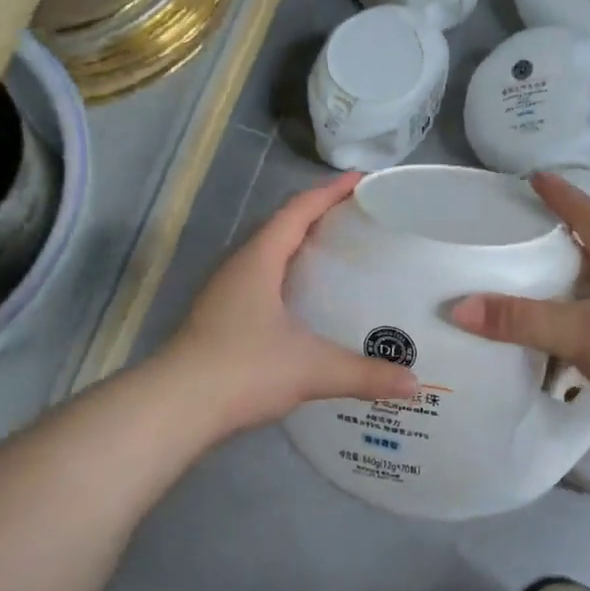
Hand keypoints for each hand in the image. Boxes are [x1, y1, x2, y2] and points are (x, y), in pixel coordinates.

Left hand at [165, 172, 421, 433]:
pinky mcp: (221, 320)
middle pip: (282, 228)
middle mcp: (239, 268)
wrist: (175, 409)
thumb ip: (365, 374)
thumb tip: (414, 384)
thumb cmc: (243, 370)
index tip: (362, 180)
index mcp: (259, 260)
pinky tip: (310, 305)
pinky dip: (290, 281)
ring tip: (340, 257)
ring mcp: (225, 294)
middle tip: (360, 221)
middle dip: (319, 218)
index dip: (330, 192)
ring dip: (301, 250)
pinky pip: (263, 284)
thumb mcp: (312, 369)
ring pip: (270, 258)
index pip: (297, 211)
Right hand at [449, 173, 589, 452]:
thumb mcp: (584, 330)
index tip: (536, 177)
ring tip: (525, 287)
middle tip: (521, 235)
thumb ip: (523, 320)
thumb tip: (458, 308)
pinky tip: (550, 341)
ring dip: (565, 291)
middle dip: (561, 243)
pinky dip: (572, 329)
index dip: (563, 197)